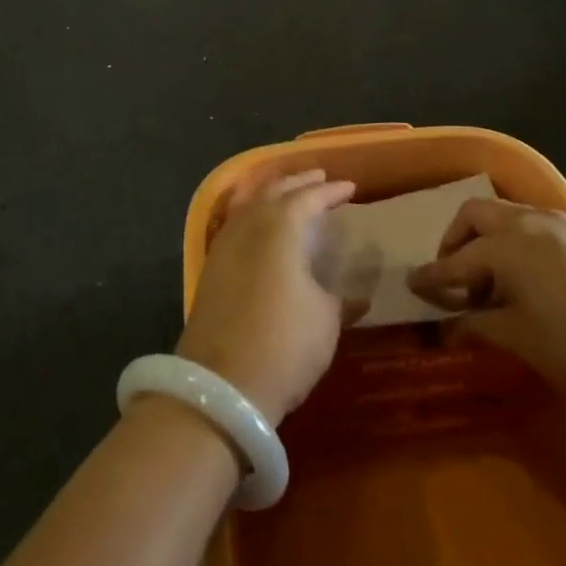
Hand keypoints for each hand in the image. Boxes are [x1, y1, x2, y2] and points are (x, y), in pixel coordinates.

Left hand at [175, 170, 358, 425]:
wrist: (220, 386)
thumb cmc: (284, 345)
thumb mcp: (325, 320)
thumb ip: (339, 298)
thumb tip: (355, 295)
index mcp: (280, 226)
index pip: (309, 197)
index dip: (331, 192)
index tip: (350, 188)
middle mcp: (248, 225)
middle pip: (274, 191)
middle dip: (299, 182)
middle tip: (320, 178)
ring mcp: (224, 245)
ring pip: (248, 203)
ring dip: (271, 193)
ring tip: (289, 192)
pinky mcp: (210, 268)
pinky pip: (234, 223)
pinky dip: (250, 213)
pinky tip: (258, 224)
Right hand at [406, 198, 565, 413]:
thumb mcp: (520, 339)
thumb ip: (477, 324)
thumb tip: (447, 326)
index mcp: (509, 245)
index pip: (457, 260)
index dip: (433, 277)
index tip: (413, 287)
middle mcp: (531, 222)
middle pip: (476, 215)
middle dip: (455, 242)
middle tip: (453, 278)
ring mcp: (561, 226)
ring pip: (507, 215)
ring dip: (487, 240)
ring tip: (489, 283)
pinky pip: (534, 226)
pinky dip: (515, 242)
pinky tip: (524, 279)